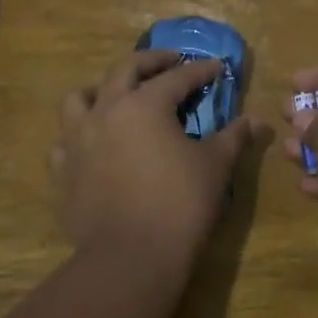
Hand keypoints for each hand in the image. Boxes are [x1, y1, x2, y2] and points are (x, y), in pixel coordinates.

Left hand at [53, 50, 252, 264]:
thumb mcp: (215, 166)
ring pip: (79, 98)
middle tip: (170, 61)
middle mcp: (106, 111)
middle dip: (151, 61)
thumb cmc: (180, 205)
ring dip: (101, 90)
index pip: (177, 77)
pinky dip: (79, 136)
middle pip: (124, 70)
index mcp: (145, 105)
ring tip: (116, 95)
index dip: (200, 71)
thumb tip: (255, 120)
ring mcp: (77, 140)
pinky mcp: (62, 171)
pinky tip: (93, 145)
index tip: (216, 67)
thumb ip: (233, 137)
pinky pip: (64, 142)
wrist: (131, 256)